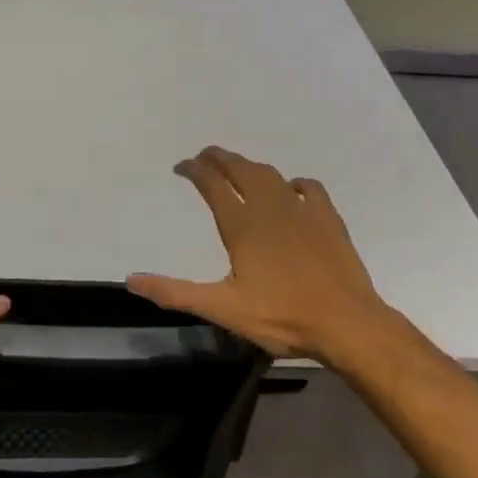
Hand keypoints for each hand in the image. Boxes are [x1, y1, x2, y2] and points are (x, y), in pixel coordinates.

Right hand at [128, 147, 405, 365]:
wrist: (346, 322)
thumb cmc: (282, 315)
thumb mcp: (222, 308)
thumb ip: (175, 292)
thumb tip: (131, 280)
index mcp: (242, 225)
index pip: (212, 184)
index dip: (194, 170)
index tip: (181, 166)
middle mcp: (269, 208)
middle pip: (240, 169)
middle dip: (219, 158)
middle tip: (205, 156)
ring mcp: (302, 210)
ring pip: (271, 175)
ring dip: (250, 167)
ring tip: (239, 168)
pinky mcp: (328, 218)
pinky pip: (308, 188)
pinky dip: (293, 183)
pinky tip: (291, 190)